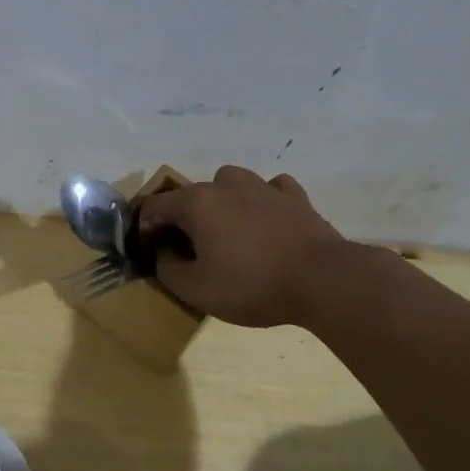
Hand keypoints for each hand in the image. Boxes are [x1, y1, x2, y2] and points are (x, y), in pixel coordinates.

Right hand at [137, 165, 348, 326]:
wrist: (324, 281)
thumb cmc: (252, 285)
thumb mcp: (195, 289)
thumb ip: (168, 269)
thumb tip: (163, 254)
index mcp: (196, 204)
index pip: (155, 207)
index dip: (145, 228)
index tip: (149, 251)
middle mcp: (225, 186)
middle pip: (190, 194)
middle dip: (180, 217)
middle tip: (185, 248)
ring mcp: (263, 188)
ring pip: (230, 181)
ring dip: (221, 200)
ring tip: (226, 227)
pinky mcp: (296, 198)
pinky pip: (271, 188)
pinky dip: (262, 200)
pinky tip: (265, 218)